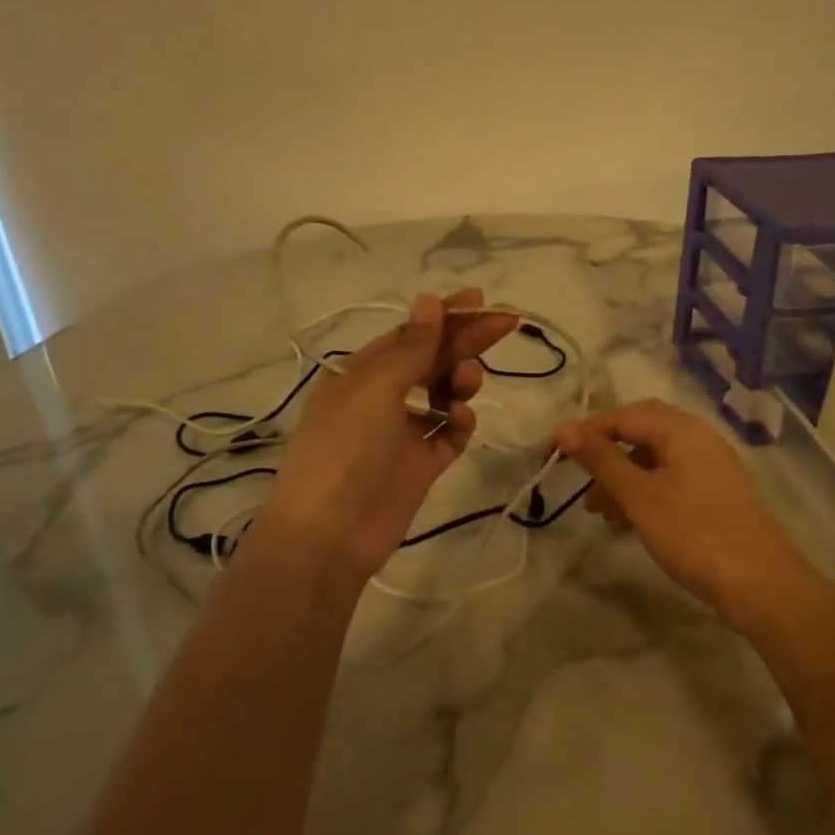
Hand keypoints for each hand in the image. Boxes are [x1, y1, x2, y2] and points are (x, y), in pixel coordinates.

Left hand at [256, 289, 517, 589]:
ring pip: (443, 394)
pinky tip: (461, 419)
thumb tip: (429, 300)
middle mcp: (381, 398)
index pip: (409, 335)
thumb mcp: (375, 389)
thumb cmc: (344, 448)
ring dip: (459, 380)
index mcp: (360, 373)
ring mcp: (402, 432)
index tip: (479, 300)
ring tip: (468, 382)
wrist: (330, 534)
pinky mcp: (421, 465)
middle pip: (431, 360)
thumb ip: (411, 348)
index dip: (444, 316)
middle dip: (465, 341)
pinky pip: (449, 434)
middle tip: (505, 323)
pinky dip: (459, 422)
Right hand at [552, 399, 814, 629]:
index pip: (621, 416)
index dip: (582, 433)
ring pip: (653, 459)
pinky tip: (627, 520)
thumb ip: (602, 459)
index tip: (549, 456)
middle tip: (576, 480)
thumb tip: (564, 427)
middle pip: (639, 432)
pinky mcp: (714, 494)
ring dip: (621, 478)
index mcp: (681, 429)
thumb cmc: (694, 533)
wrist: (762, 585)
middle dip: (603, 455)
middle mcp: (697, 438)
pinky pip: (668, 480)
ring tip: (597, 511)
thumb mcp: (639, 496)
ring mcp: (709, 466)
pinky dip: (643, 492)